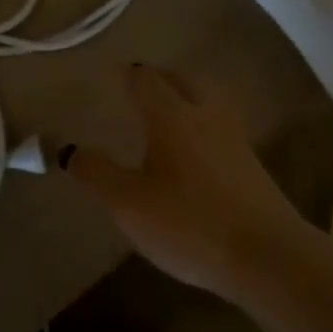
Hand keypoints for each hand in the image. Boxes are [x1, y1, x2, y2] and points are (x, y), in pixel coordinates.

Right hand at [61, 64, 308, 298]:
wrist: (267, 257)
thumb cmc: (189, 223)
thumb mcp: (128, 202)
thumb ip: (95, 172)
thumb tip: (65, 147)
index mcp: (172, 115)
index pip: (146, 79)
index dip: (127, 74)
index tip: (113, 75)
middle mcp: (206, 115)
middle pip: (182, 79)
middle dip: (160, 79)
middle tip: (140, 89)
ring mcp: (235, 139)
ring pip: (207, 101)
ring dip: (186, 98)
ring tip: (167, 114)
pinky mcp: (252, 166)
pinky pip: (221, 129)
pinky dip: (203, 126)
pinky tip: (195, 152)